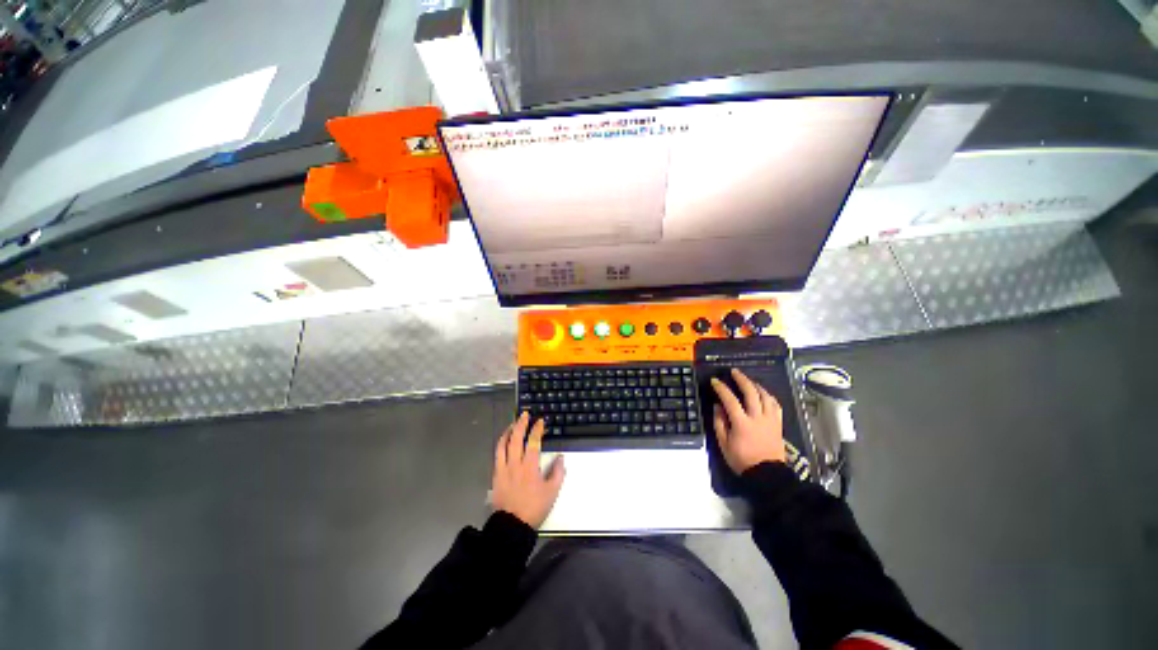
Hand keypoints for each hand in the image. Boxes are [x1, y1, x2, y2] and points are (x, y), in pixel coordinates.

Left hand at [490, 412, 565, 528]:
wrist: (512, 525)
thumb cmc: (534, 507)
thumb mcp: (552, 492)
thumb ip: (558, 472)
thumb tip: (560, 457)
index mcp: (530, 467)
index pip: (533, 441)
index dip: (537, 429)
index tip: (540, 421)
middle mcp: (515, 464)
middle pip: (516, 438)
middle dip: (520, 424)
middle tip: (524, 415)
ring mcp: (503, 469)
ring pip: (502, 444)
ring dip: (508, 431)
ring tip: (512, 424)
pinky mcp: (496, 475)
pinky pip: (497, 455)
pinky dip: (501, 444)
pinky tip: (504, 442)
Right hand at [711, 368, 785, 472]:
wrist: (767, 475)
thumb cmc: (742, 460)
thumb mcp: (724, 444)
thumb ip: (719, 423)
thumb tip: (718, 406)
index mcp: (742, 423)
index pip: (730, 400)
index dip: (721, 388)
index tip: (715, 381)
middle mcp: (757, 418)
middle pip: (751, 393)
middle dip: (742, 379)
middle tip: (734, 372)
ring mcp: (770, 420)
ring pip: (766, 397)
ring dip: (756, 386)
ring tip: (749, 381)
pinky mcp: (778, 425)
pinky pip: (776, 406)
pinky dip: (769, 397)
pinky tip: (764, 394)